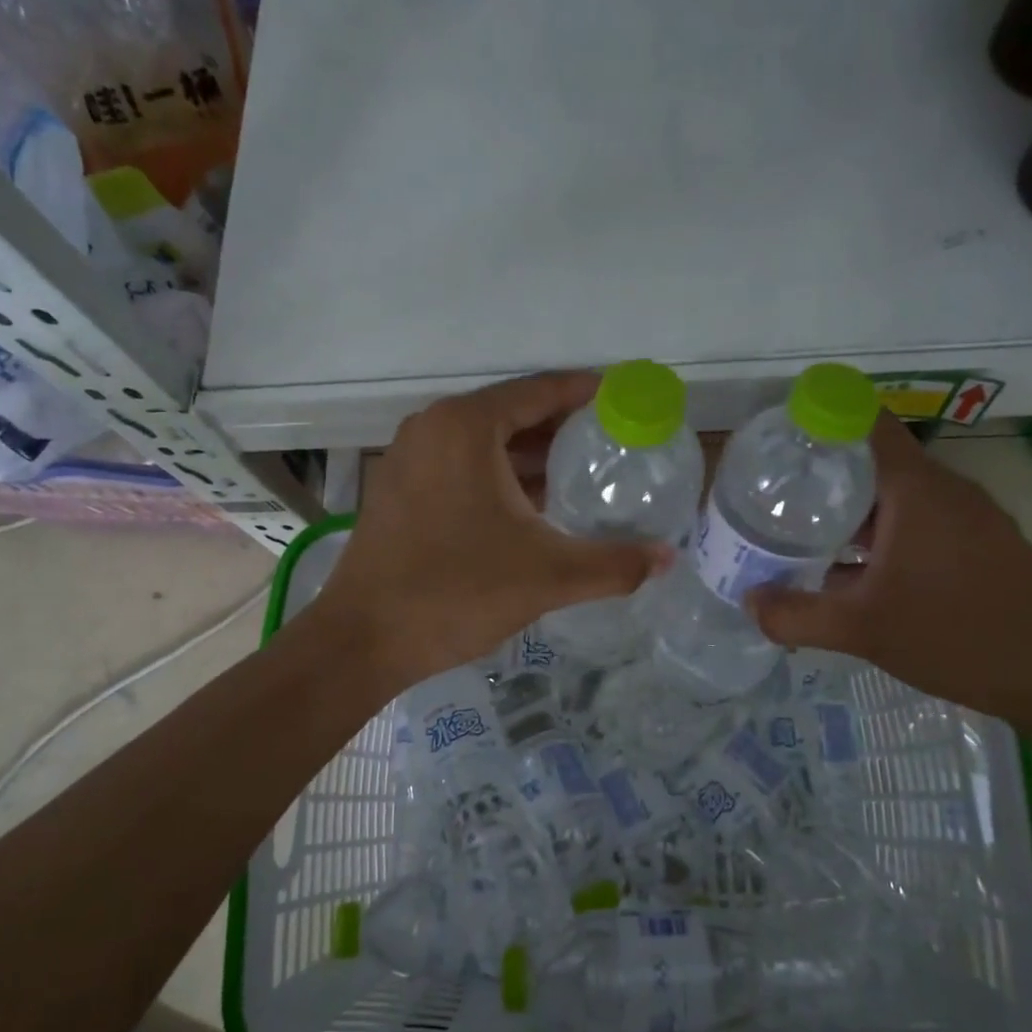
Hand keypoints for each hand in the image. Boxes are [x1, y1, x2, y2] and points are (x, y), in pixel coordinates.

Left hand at [312, 372, 669, 690]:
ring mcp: (408, 458)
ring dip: (529, 455)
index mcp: (466, 427)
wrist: (363, 640)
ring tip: (580, 474)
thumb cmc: (457, 592)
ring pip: (483, 443)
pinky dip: (496, 475)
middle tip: (611, 443)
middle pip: (511, 413)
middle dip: (561, 428)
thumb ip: (614, 564)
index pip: (539, 391)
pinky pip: (459, 466)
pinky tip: (529, 506)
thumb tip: (668, 558)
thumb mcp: (548, 575)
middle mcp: (432, 428)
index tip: (623, 401)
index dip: (586, 393)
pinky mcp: (397, 490)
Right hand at [747, 415, 1031, 727]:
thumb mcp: (862, 629)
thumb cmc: (959, 636)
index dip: (822, 415)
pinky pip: (917, 521)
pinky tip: (852, 569)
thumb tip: (748, 601)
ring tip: (801, 530)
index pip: (866, 421)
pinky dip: (879, 532)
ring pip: (895, 495)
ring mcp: (968, 518)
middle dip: (822, 471)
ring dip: (850, 508)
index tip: (780, 432)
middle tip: (773, 492)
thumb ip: (796, 615)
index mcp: (915, 489)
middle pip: (874, 459)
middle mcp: (944, 491)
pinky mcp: (981, 545)